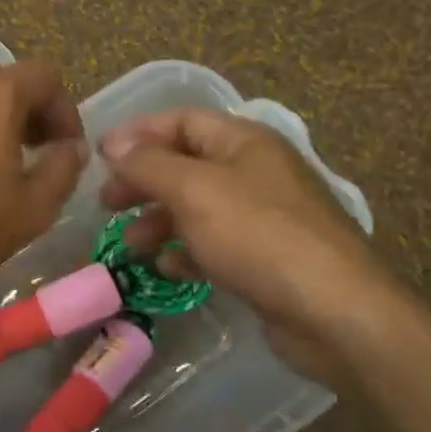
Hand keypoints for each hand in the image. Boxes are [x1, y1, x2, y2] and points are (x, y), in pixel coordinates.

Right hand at [99, 109, 398, 384]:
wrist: (332, 310)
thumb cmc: (258, 236)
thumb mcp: (194, 191)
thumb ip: (148, 164)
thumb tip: (113, 142)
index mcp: (245, 142)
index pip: (183, 121)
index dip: (138, 134)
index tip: (99, 156)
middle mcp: (255, 172)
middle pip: (186, 165)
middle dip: (144, 182)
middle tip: (107, 204)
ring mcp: (263, 217)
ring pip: (197, 208)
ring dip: (159, 221)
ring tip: (131, 245)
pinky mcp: (265, 258)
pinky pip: (215, 245)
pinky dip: (186, 252)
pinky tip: (168, 269)